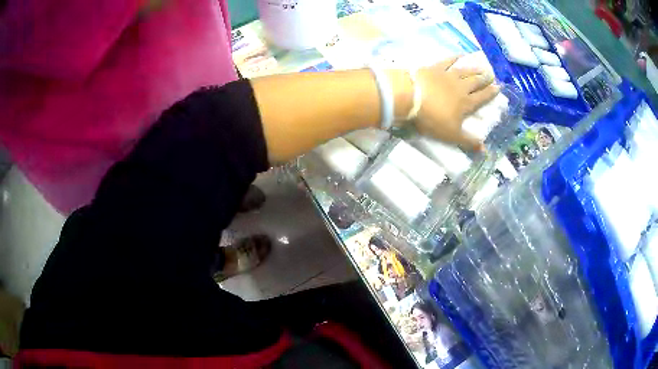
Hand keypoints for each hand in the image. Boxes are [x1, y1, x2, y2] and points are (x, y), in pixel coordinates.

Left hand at [414, 56, 499, 150]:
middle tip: (492, 75)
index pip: (482, 98)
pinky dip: (455, 58)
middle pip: (475, 82)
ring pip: (465, 72)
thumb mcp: (452, 135)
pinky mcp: (434, 68)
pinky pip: (447, 61)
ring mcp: (448, 76)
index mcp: (466, 104)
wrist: (411, 97)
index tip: (498, 88)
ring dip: (474, 69)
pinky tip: (460, 55)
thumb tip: (485, 151)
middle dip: (484, 79)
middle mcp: (460, 87)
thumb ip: (469, 142)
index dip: (490, 93)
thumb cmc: (432, 119)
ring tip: (482, 67)